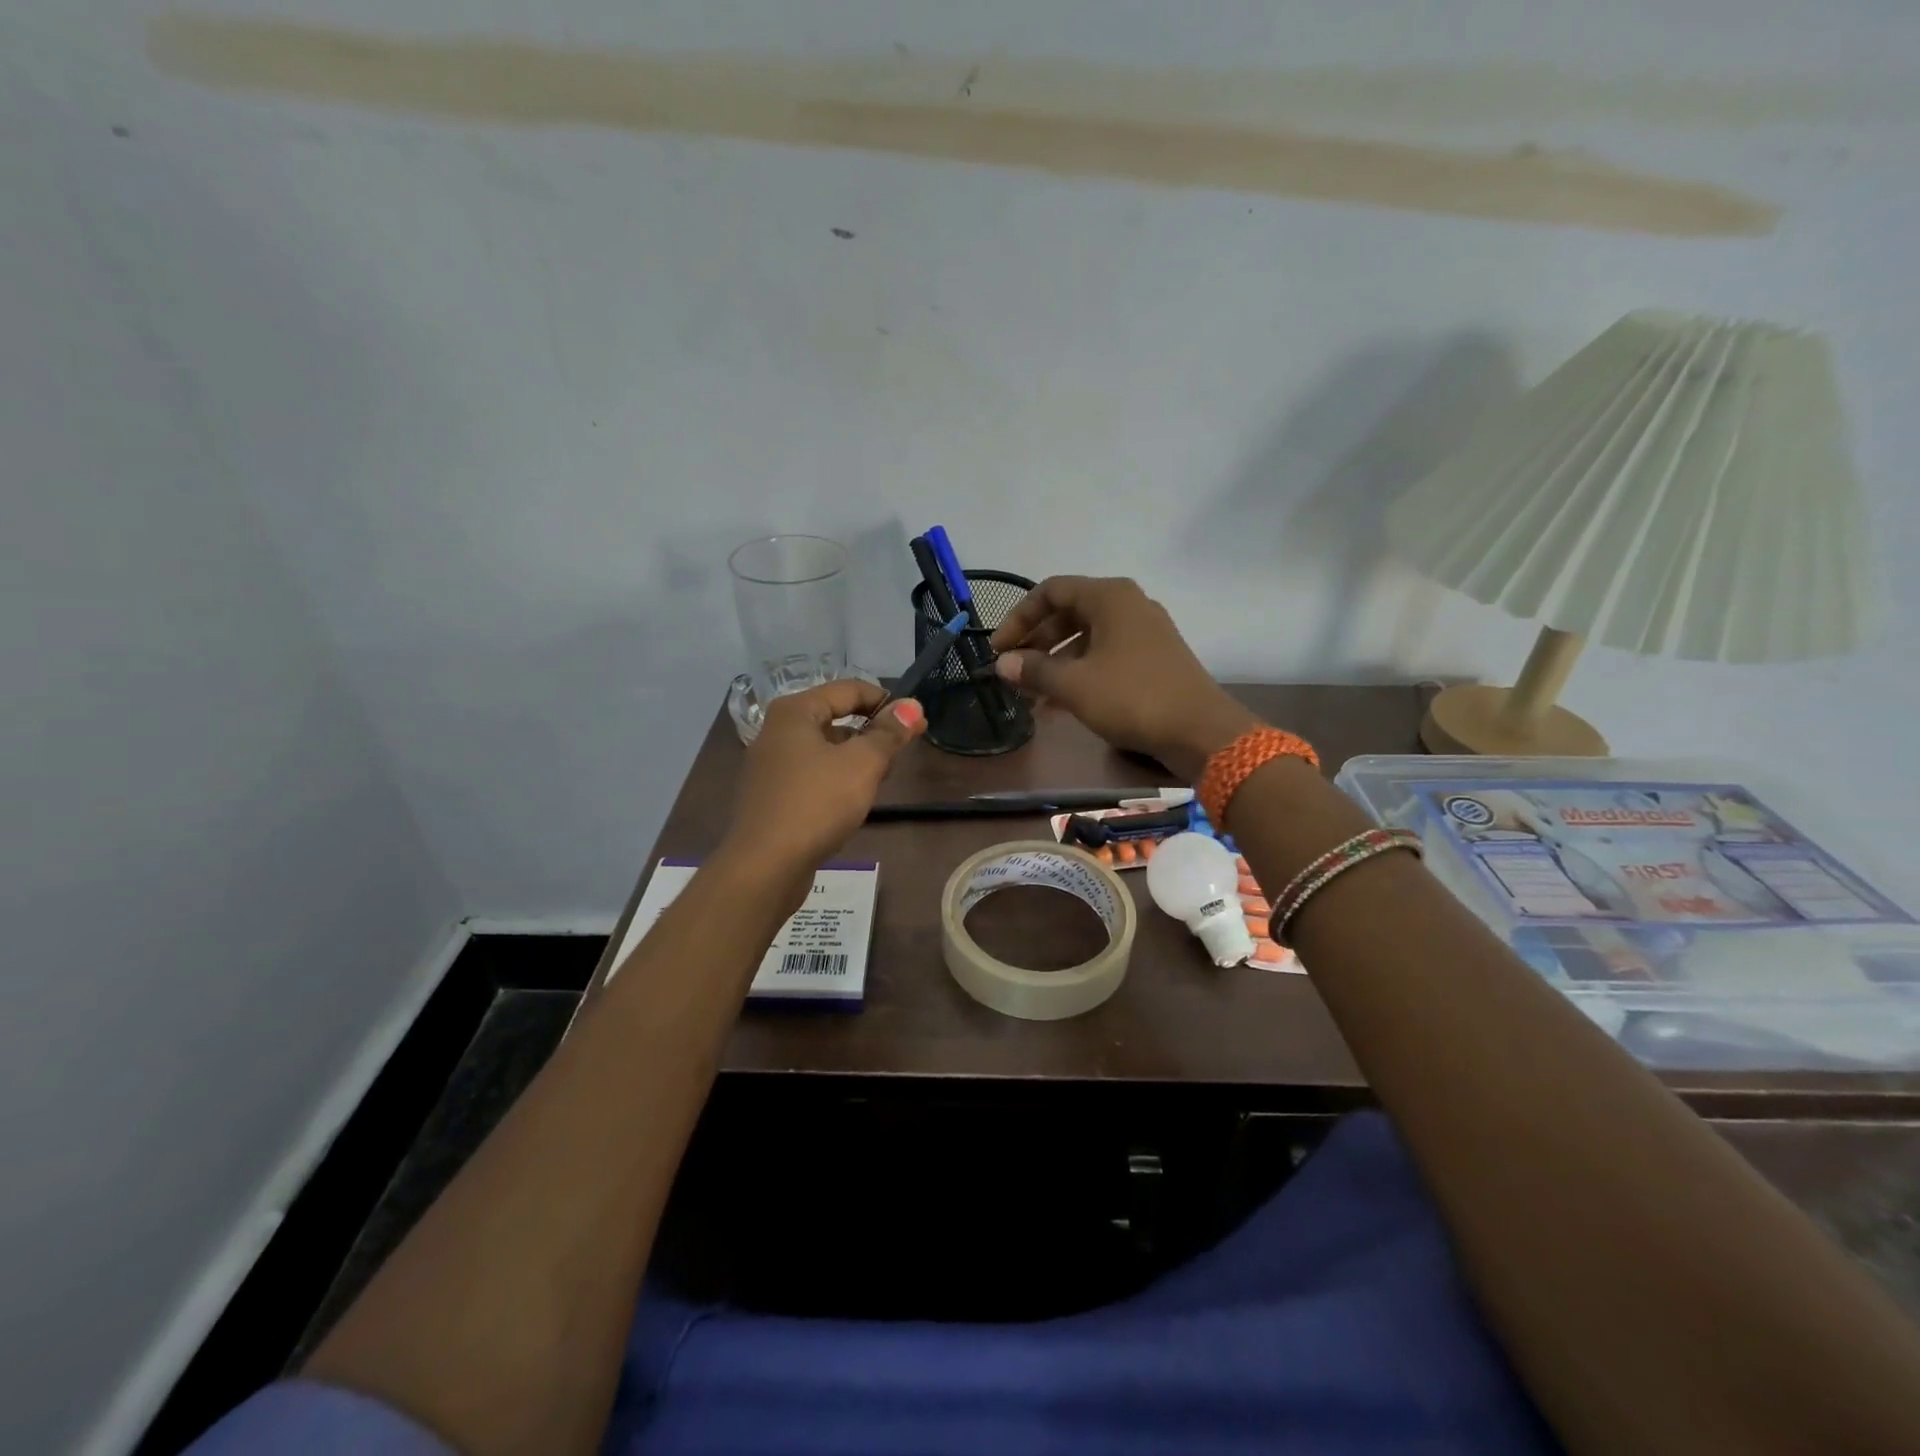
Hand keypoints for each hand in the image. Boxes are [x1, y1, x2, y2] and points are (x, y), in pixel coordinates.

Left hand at [719, 680, 925, 909]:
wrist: (765, 866)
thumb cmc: (816, 804)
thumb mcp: (862, 764)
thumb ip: (889, 733)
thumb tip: (912, 705)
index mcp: (795, 712)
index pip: (849, 689)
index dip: (886, 702)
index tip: (915, 723)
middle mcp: (777, 731)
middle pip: (836, 717)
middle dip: (872, 732)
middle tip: (899, 755)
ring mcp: (771, 765)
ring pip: (825, 748)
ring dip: (856, 758)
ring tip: (880, 781)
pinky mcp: (772, 795)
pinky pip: (813, 774)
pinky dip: (836, 779)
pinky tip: (852, 802)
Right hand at [990, 576, 1256, 779]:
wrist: (1200, 731)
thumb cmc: (1132, 697)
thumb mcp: (1074, 684)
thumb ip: (1034, 670)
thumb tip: (1003, 664)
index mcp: (1109, 597)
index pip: (1051, 591)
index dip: (1019, 618)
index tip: (999, 650)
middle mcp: (1128, 605)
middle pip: (1068, 613)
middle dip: (1036, 643)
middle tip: (1013, 671)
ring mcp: (1144, 632)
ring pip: (1086, 638)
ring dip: (1055, 663)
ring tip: (1031, 695)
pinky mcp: (1153, 659)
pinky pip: (1105, 656)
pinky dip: (1080, 673)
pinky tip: (1059, 705)